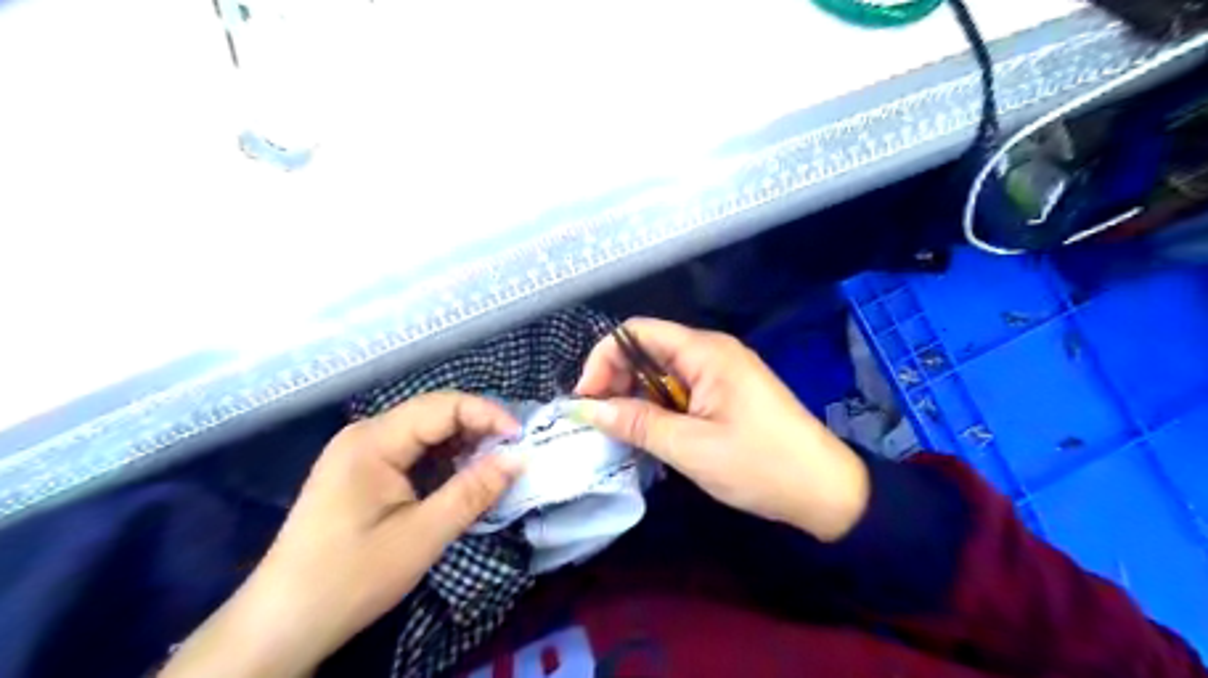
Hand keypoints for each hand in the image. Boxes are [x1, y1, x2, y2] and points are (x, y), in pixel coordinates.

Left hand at [158, 391, 519, 676]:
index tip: (522, 440)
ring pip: (425, 431)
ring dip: (463, 444)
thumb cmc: (351, 578)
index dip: (488, 415)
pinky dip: (443, 460)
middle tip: (514, 453)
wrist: (281, 625)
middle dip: (478, 428)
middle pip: (434, 413)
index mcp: (373, 440)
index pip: (443, 406)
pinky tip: (462, 477)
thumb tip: (520, 457)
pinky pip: (412, 451)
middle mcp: (365, 434)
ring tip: (495, 465)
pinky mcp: (361, 471)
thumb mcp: (422, 536)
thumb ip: (473, 491)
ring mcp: (360, 452)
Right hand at [572, 320, 869, 541]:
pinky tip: (651, 434)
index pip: (637, 332)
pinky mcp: (727, 393)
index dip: (604, 359)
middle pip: (647, 350)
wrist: (825, 490)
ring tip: (622, 432)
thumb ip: (637, 423)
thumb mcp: (691, 447)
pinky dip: (659, 407)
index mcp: (705, 351)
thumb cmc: (761, 465)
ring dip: (636, 397)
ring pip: (662, 372)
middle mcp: (712, 351)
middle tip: (601, 421)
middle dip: (616, 380)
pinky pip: (680, 389)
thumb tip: (585, 408)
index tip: (587, 400)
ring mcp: (721, 372)